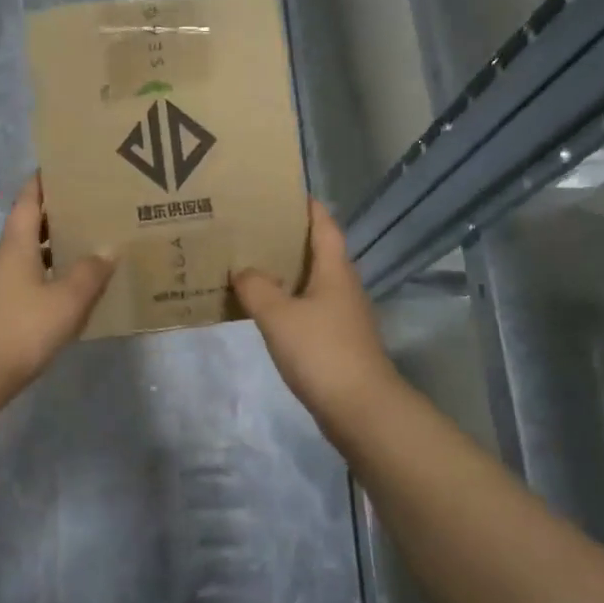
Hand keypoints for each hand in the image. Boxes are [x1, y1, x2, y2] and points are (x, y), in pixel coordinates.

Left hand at [0, 176, 113, 396]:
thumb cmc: (22, 327)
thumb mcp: (66, 300)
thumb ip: (90, 273)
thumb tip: (108, 249)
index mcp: (16, 244)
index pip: (28, 200)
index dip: (42, 181)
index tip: (63, 167)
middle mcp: (4, 257)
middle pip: (30, 225)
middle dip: (57, 214)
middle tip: (90, 208)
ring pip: (30, 253)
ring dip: (55, 246)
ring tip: (89, 245)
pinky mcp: (0, 308)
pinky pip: (29, 278)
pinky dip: (50, 273)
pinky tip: (72, 288)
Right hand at [232, 199, 399, 419]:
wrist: (361, 409)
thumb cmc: (322, 352)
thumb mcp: (279, 315)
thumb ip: (256, 287)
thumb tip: (243, 270)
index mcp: (335, 270)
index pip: (324, 226)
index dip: (307, 206)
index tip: (282, 192)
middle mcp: (342, 286)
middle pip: (317, 251)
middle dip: (287, 237)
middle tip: (252, 227)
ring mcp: (342, 315)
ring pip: (311, 281)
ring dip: (285, 270)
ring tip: (250, 263)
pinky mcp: (336, 340)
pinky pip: (308, 308)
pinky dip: (286, 300)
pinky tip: (263, 308)